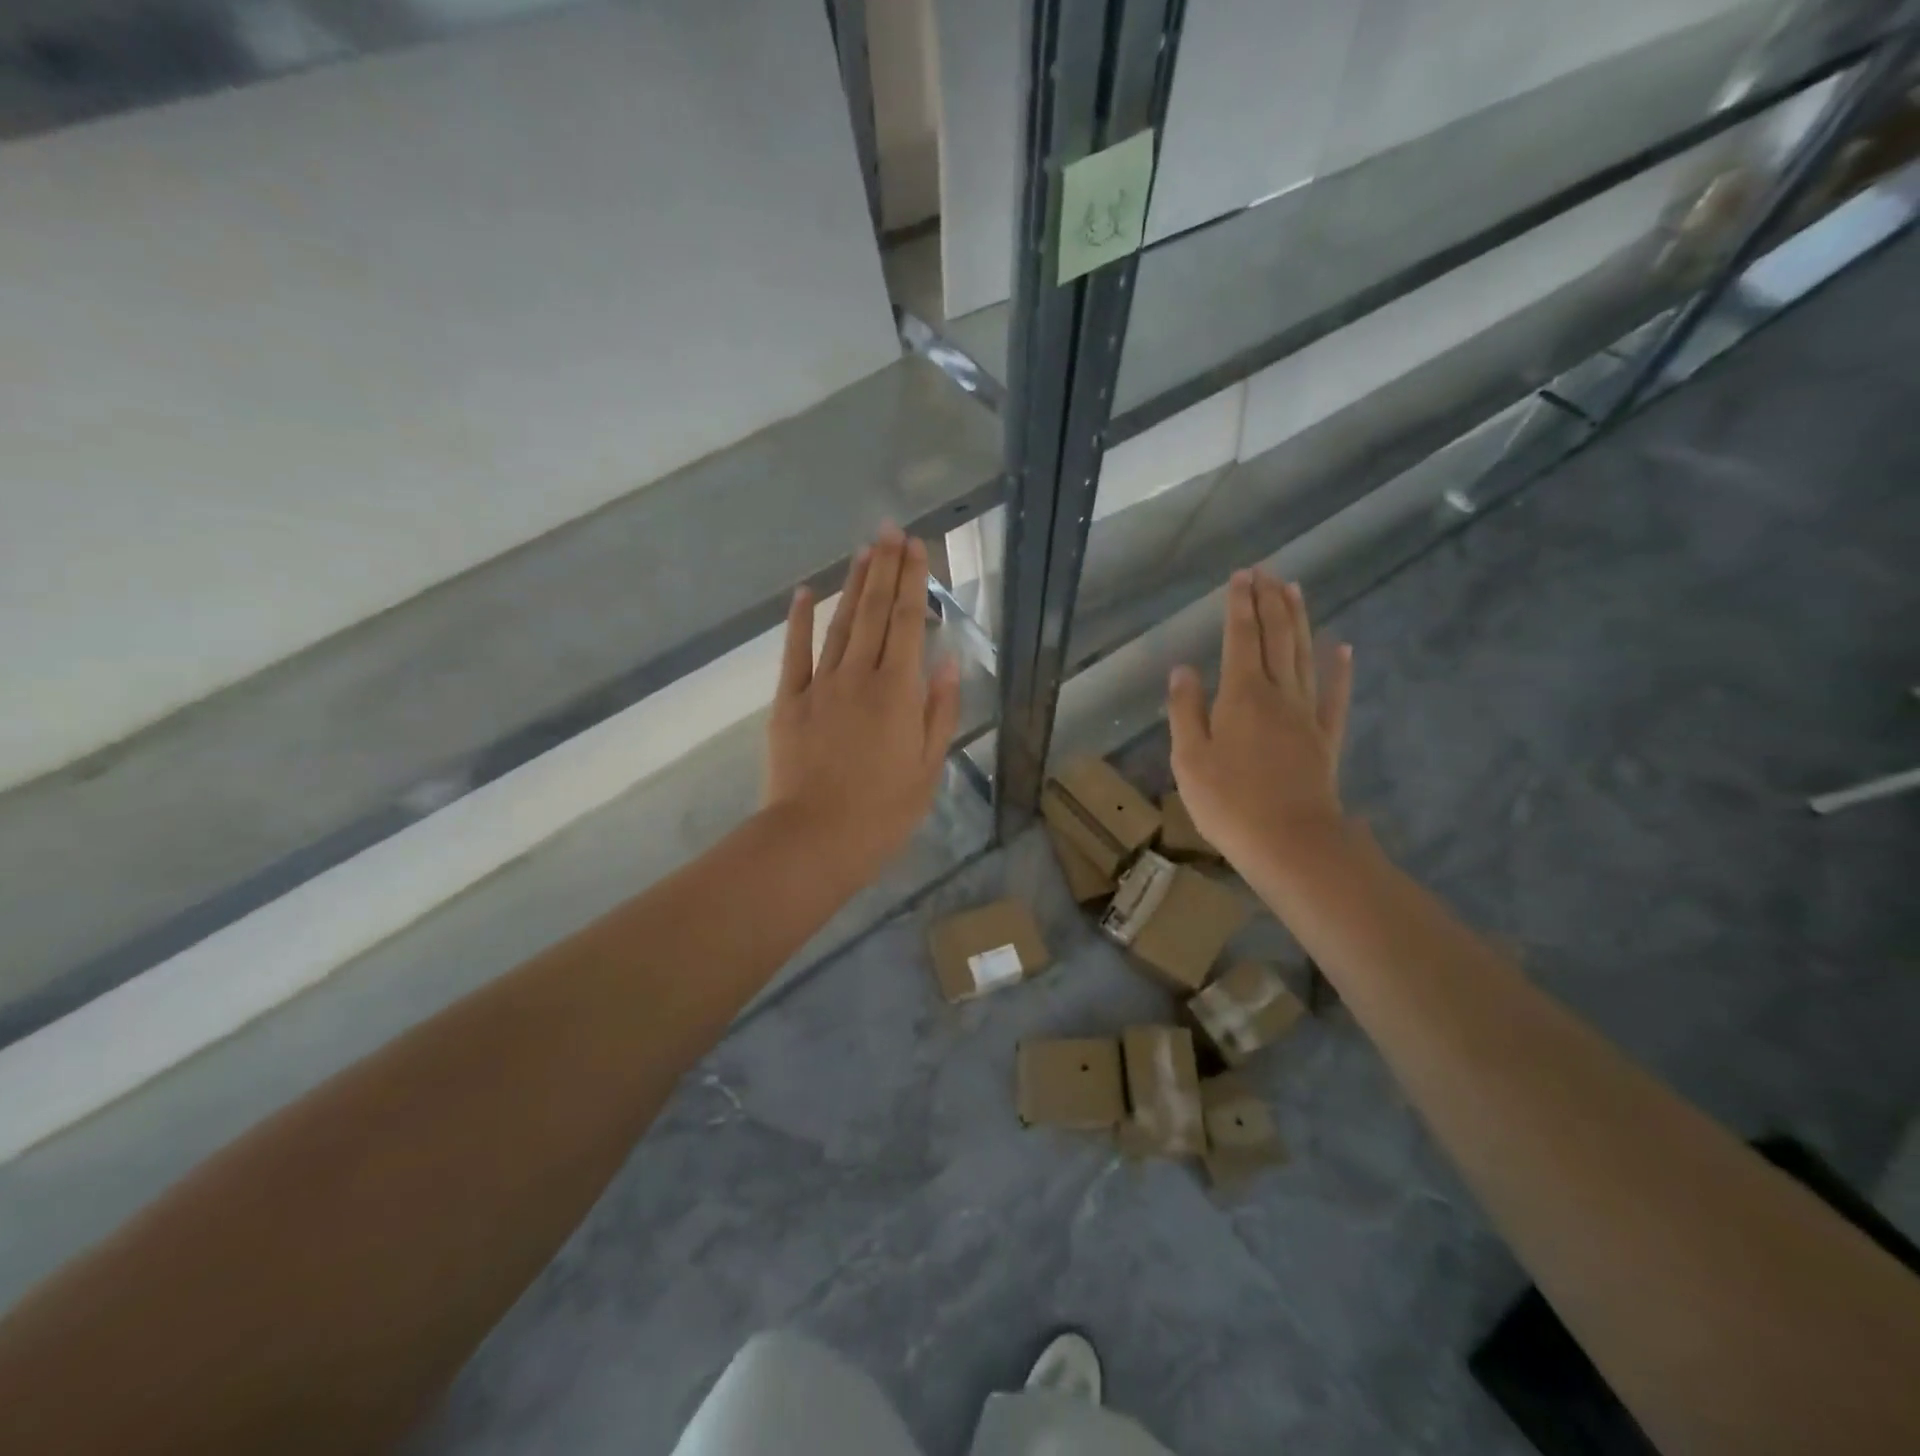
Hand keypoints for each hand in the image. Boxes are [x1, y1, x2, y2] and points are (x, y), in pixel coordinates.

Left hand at [765, 526, 961, 873]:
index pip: (909, 623)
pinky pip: (794, 652)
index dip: (913, 581)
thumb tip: (948, 662)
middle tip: (891, 531)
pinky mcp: (788, 702)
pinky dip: (799, 620)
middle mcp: (860, 676)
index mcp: (899, 692)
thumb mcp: (928, 768)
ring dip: (853, 585)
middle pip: (876, 613)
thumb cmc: (882, 813)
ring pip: (840, 624)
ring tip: (864, 550)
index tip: (916, 546)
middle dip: (885, 568)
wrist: (814, 840)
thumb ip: (939, 711)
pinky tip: (805, 592)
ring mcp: (820, 685)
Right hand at [1167, 568, 1353, 870]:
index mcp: (1241, 695)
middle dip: (1270, 602)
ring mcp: (1307, 715)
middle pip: (1277, 638)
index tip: (1240, 576)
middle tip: (1266, 572)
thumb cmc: (1228, 802)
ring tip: (1295, 590)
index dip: (1240, 606)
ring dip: (1300, 621)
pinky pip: (1335, 696)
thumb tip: (1182, 669)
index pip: (1241, 638)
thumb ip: (1185, 710)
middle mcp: (1278, 694)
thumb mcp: (1189, 758)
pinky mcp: (1325, 738)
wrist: (1290, 842)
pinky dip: (1340, 669)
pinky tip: (1344, 648)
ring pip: (1305, 656)